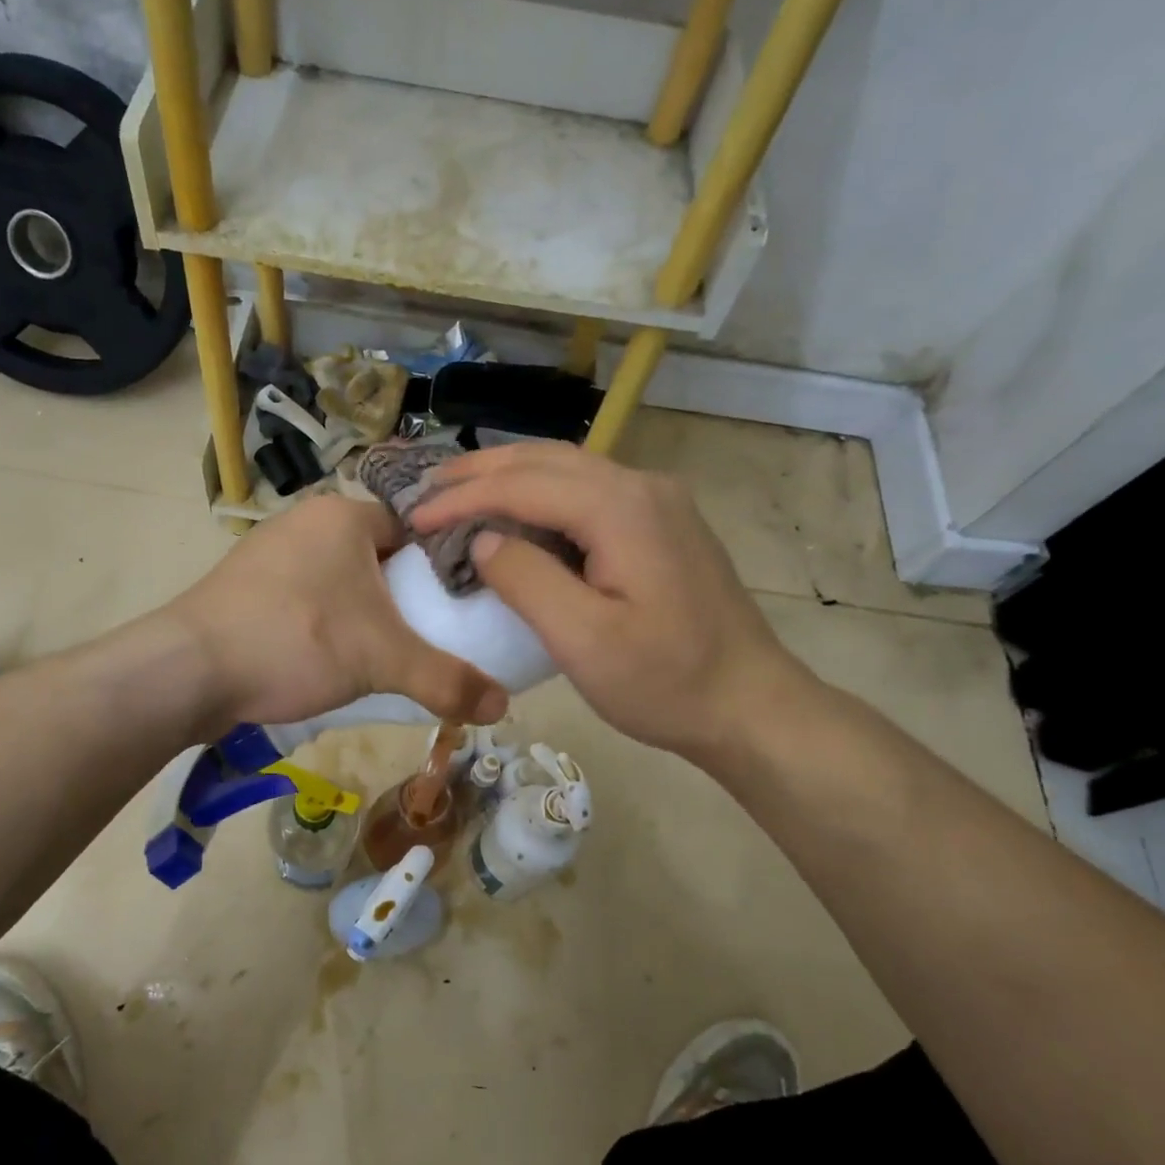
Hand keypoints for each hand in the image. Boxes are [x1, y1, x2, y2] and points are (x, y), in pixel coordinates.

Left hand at [167, 494, 508, 732]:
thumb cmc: (296, 641)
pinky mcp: (246, 588)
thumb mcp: (382, 660)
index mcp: (343, 515)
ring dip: (364, 613)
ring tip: (388, 654)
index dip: (442, 565)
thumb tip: (504, 708)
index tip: (463, 605)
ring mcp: (270, 554)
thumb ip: (447, 680)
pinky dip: (326, 624)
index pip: (414, 528)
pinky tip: (333, 659)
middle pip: (378, 557)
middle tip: (431, 636)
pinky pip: (306, 599)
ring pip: (340, 580)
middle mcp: (306, 522)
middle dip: (404, 595)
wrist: (188, 670)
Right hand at [409, 441, 806, 757]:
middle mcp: (642, 487)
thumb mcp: (584, 640)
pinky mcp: (663, 524)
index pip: (524, 485)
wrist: (750, 704)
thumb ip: (526, 580)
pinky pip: (589, 491)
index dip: (463, 498)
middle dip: (480, 472)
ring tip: (460, 492)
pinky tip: (519, 513)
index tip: (414, 517)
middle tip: (426, 489)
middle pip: (546, 460)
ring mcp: (658, 502)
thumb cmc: (665, 682)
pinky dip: (541, 494)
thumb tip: (483, 539)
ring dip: (510, 476)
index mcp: (622, 508)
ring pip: (569, 469)